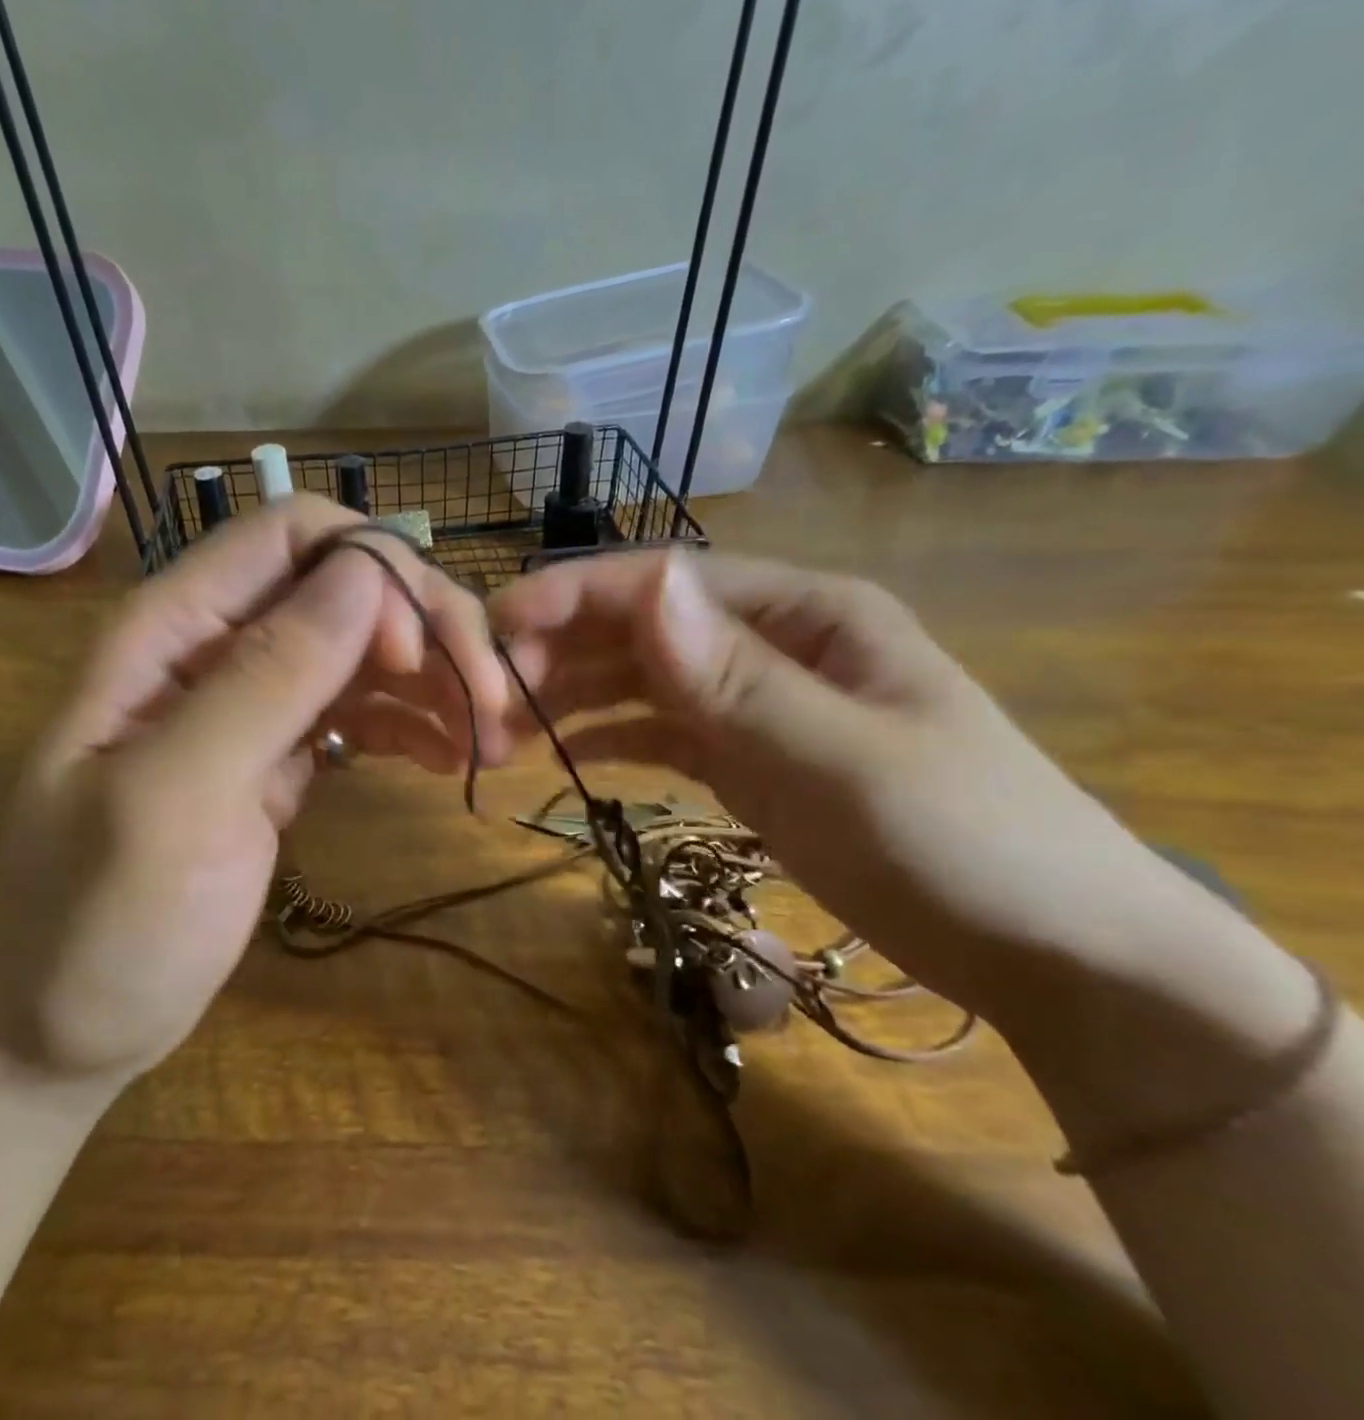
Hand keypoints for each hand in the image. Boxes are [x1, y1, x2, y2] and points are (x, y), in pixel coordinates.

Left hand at [0, 495, 505, 1088]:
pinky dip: (412, 722)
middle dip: (427, 629)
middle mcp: (217, 646)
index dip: (373, 572)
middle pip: (345, 588)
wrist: (62, 1028)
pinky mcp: (279, 755)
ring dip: (435, 679)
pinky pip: (359, 710)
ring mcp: (252, 703)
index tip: (418, 658)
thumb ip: (265, 677)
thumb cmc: (99, 922)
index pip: (292, 534)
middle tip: (491, 707)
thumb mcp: (178, 798)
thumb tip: (366, 575)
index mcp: (173, 629)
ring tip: (488, 742)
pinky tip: (450, 757)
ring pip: (364, 648)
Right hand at [488, 549, 1237, 1033]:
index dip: (578, 596)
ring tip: (504, 729)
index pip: (669, 583)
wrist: (1048, 952)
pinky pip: (659, 732)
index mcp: (806, 611)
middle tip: (488, 694)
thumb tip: (646, 584)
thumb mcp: (846, 758)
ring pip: (642, 681)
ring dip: (573, 697)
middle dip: (562, 651)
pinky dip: (608, 737)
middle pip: (644, 628)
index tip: (499, 625)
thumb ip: (739, 678)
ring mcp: (756, 703)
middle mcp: (771, 642)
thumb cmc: (965, 841)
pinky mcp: (746, 758)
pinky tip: (561, 753)